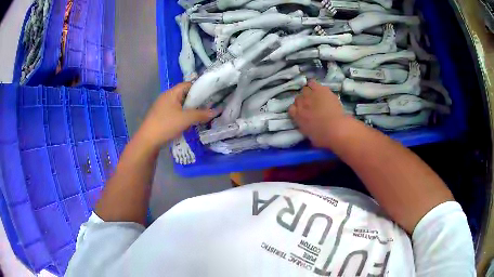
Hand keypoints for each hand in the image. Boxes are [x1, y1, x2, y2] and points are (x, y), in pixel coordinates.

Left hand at [137, 82, 215, 148]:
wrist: (147, 141)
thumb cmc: (166, 125)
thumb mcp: (185, 119)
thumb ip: (201, 114)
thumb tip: (216, 111)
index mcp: (171, 93)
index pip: (188, 85)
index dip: (200, 88)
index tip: (211, 94)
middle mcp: (167, 97)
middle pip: (185, 95)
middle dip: (197, 100)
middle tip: (209, 106)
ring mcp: (163, 107)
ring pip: (181, 105)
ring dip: (190, 109)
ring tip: (202, 114)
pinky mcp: (162, 116)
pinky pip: (176, 112)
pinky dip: (184, 115)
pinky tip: (190, 122)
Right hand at [289, 80, 351, 148]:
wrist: (336, 128)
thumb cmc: (324, 137)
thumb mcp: (311, 137)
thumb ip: (307, 129)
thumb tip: (308, 128)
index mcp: (297, 117)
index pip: (291, 109)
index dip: (297, 110)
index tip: (303, 112)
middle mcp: (300, 104)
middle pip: (298, 98)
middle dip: (304, 101)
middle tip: (312, 105)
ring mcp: (309, 95)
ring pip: (305, 89)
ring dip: (309, 92)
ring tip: (316, 96)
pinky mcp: (319, 89)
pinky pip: (312, 82)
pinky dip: (314, 85)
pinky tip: (319, 89)